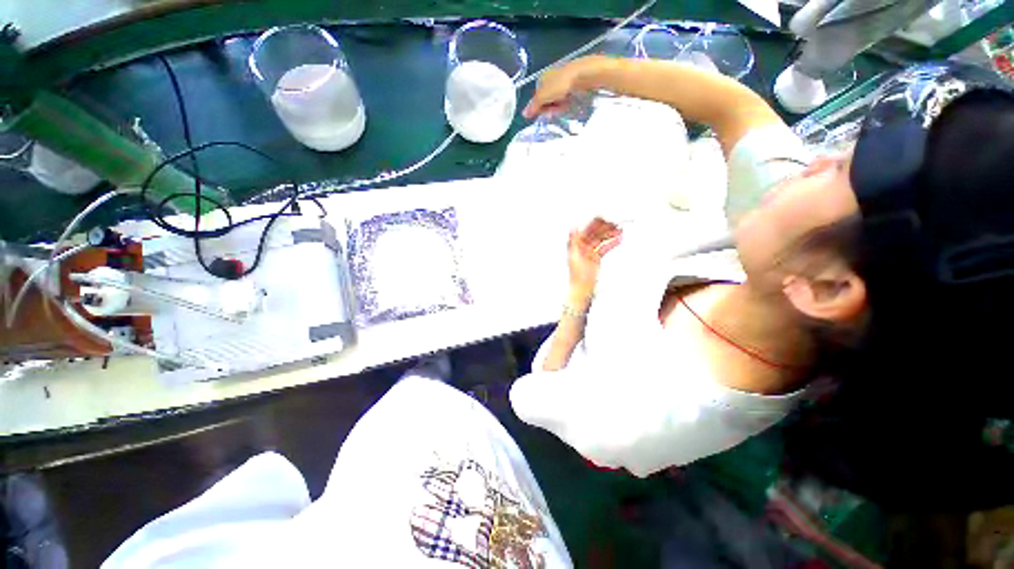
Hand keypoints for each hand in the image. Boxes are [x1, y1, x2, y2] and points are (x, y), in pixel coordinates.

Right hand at [523, 55, 608, 118]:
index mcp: (542, 77)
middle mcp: (551, 77)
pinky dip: (566, 103)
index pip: (536, 97)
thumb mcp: (543, 96)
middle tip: (555, 111)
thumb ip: (534, 106)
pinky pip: (566, 98)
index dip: (539, 108)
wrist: (584, 75)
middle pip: (547, 99)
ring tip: (563, 107)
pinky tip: (569, 103)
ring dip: (558, 107)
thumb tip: (524, 114)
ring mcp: (563, 80)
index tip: (544, 114)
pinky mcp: (573, 84)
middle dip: (550, 107)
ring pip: (556, 100)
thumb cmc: (561, 84)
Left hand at [567, 217, 622, 303]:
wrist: (582, 289)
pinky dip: (611, 243)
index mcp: (575, 244)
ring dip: (610, 234)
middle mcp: (582, 247)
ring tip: (620, 230)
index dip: (594, 223)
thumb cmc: (577, 275)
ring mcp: (589, 252)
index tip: (604, 216)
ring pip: (601, 240)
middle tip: (615, 222)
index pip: (586, 230)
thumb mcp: (575, 256)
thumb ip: (574, 241)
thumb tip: (573, 228)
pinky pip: (604, 248)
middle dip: (605, 227)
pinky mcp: (595, 258)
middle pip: (594, 233)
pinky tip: (619, 239)